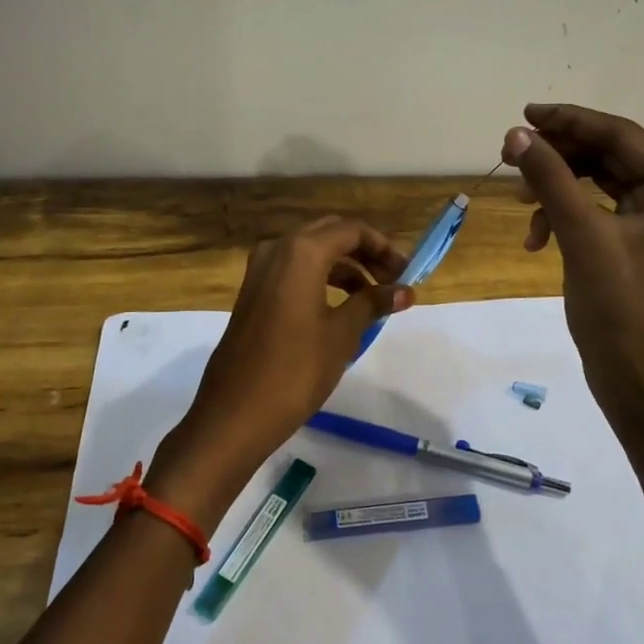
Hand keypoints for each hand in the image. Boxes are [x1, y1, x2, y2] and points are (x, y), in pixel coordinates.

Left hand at [148, 217, 411, 526]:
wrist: (235, 413)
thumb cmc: (296, 370)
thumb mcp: (342, 334)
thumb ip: (373, 302)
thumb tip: (406, 291)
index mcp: (301, 251)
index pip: (352, 230)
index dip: (384, 248)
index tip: (408, 273)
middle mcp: (277, 249)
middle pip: (330, 235)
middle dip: (365, 253)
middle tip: (393, 280)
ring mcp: (260, 270)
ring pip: (311, 253)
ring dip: (345, 268)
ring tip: (374, 298)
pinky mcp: (253, 293)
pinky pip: (294, 271)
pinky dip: (321, 279)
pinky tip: (342, 307)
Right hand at [501, 103, 643, 422]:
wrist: (641, 387)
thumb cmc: (623, 314)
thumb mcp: (583, 238)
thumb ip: (551, 179)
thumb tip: (516, 134)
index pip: (622, 136)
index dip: (571, 120)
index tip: (525, 113)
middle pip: (610, 157)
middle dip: (560, 157)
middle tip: (510, 153)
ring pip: (599, 183)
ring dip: (557, 188)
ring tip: (519, 199)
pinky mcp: (640, 243)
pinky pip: (598, 211)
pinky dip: (565, 216)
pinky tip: (537, 238)